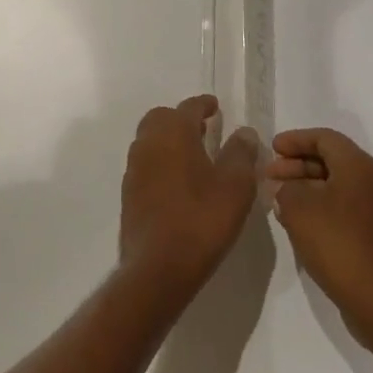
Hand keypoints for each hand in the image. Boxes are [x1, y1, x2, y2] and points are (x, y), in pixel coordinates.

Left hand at [119, 96, 260, 294]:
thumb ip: (241, 153)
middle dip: (181, 119)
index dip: (204, 105)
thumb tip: (244, 132)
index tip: (215, 107)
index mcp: (173, 133)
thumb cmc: (202, 219)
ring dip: (169, 141)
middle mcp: (148, 143)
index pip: (189, 107)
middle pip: (162, 118)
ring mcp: (134, 169)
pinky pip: (146, 165)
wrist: (159, 267)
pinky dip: (161, 163)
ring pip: (150, 141)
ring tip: (194, 156)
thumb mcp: (235, 185)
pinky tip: (178, 183)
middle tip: (204, 130)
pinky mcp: (129, 194)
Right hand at [266, 129, 372, 346]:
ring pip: (338, 185)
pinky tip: (300, 222)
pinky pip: (346, 207)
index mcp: (360, 166)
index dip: (295, 140)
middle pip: (332, 160)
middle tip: (270, 176)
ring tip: (279, 199)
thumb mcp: (298, 208)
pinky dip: (322, 206)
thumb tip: (287, 188)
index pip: (324, 138)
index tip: (271, 149)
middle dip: (298, 165)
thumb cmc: (338, 244)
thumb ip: (286, 188)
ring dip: (308, 187)